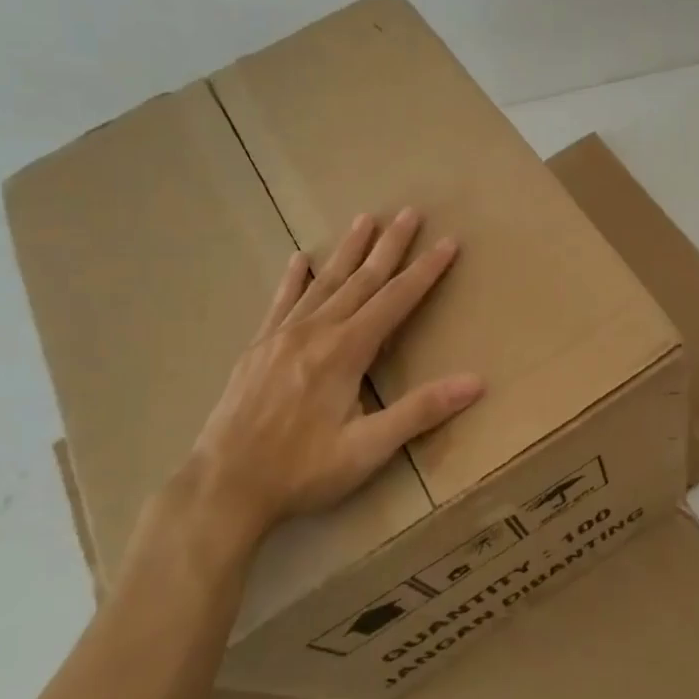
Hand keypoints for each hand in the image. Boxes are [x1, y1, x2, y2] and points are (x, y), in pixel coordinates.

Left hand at [180, 209, 482, 552]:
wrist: (223, 486)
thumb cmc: (302, 470)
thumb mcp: (368, 449)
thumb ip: (420, 411)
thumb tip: (475, 382)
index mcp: (346, 351)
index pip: (396, 300)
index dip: (425, 271)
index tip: (447, 242)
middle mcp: (316, 331)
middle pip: (361, 279)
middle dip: (390, 246)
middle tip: (410, 212)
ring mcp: (282, 336)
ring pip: (324, 283)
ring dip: (348, 250)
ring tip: (365, 219)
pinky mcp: (258, 348)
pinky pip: (281, 302)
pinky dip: (294, 279)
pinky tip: (299, 259)